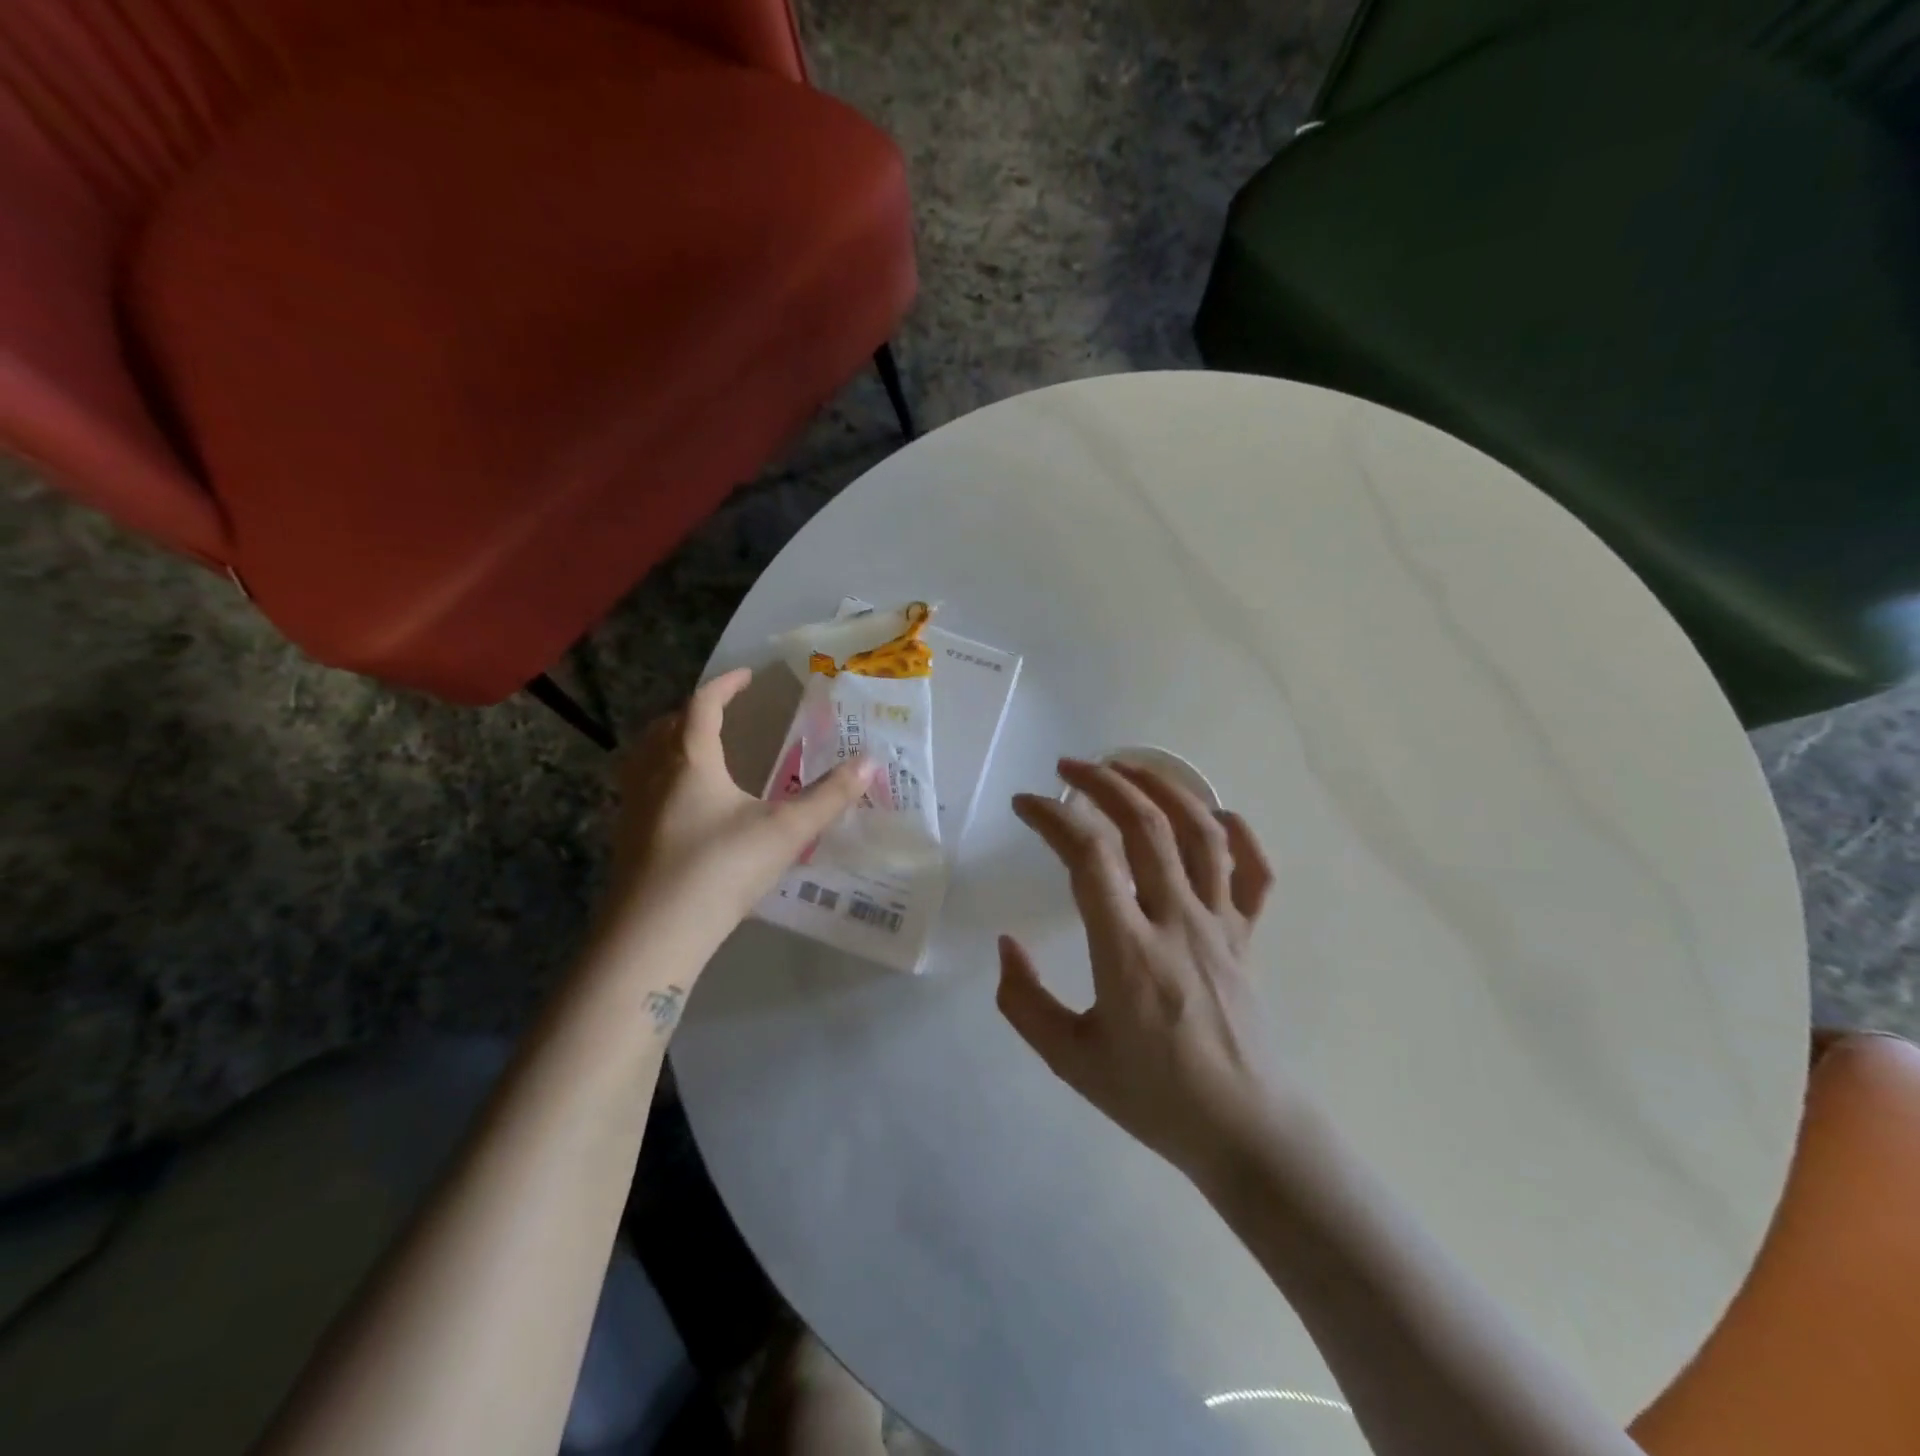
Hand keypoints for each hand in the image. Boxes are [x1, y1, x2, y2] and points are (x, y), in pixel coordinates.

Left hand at [603, 669, 873, 939]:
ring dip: (671, 744)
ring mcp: (634, 809)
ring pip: (646, 759)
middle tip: (721, 714)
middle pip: (667, 728)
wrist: (655, 935)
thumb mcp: (786, 831)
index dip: (725, 686)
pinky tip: (684, 807)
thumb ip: (829, 797)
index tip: (747, 677)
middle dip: (694, 713)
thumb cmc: (721, 869)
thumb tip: (869, 763)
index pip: (703, 706)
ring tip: (697, 753)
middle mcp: (655, 775)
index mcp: (690, 761)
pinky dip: (661, 779)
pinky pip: (641, 790)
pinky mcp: (627, 840)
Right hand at [997, 758, 1278, 1181]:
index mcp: (1128, 951)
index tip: (1025, 804)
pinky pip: (1254, 873)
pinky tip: (1213, 814)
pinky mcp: (1248, 937)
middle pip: (1146, 826)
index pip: (1090, 856)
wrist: (1243, 1131)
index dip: (1053, 817)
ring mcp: (1221, 925)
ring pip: (1201, 833)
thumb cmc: (1152, 1096)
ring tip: (1128, 766)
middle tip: (1067, 768)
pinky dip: (1239, 833)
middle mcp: (1178, 922)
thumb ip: (1023, 1001)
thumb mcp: (1068, 1059)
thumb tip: (1007, 944)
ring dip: (1163, 788)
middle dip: (1103, 782)